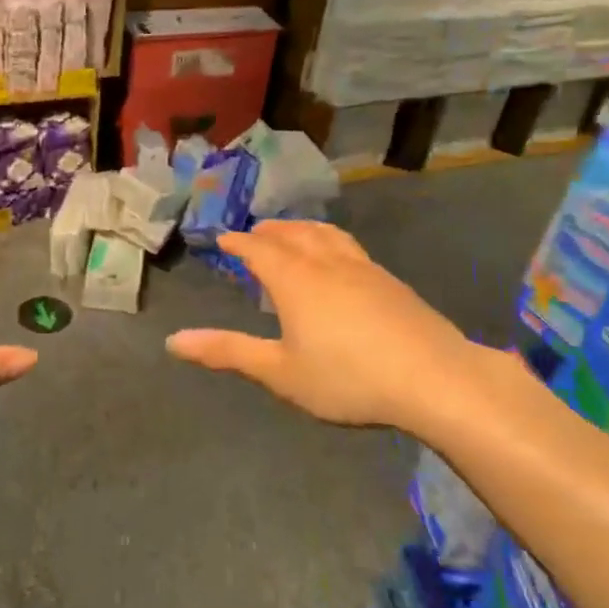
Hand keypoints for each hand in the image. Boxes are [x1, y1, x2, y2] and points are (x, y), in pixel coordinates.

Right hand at [165, 220, 499, 439]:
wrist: (435, 378)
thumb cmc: (347, 377)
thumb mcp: (279, 371)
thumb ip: (227, 352)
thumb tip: (173, 341)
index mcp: (294, 279)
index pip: (258, 249)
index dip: (238, 242)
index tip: (223, 237)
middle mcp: (325, 263)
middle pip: (291, 234)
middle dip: (269, 231)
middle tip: (254, 232)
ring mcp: (363, 268)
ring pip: (325, 235)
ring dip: (301, 228)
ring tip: (293, 232)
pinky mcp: (391, 281)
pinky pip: (349, 247)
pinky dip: (330, 241)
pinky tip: (340, 260)